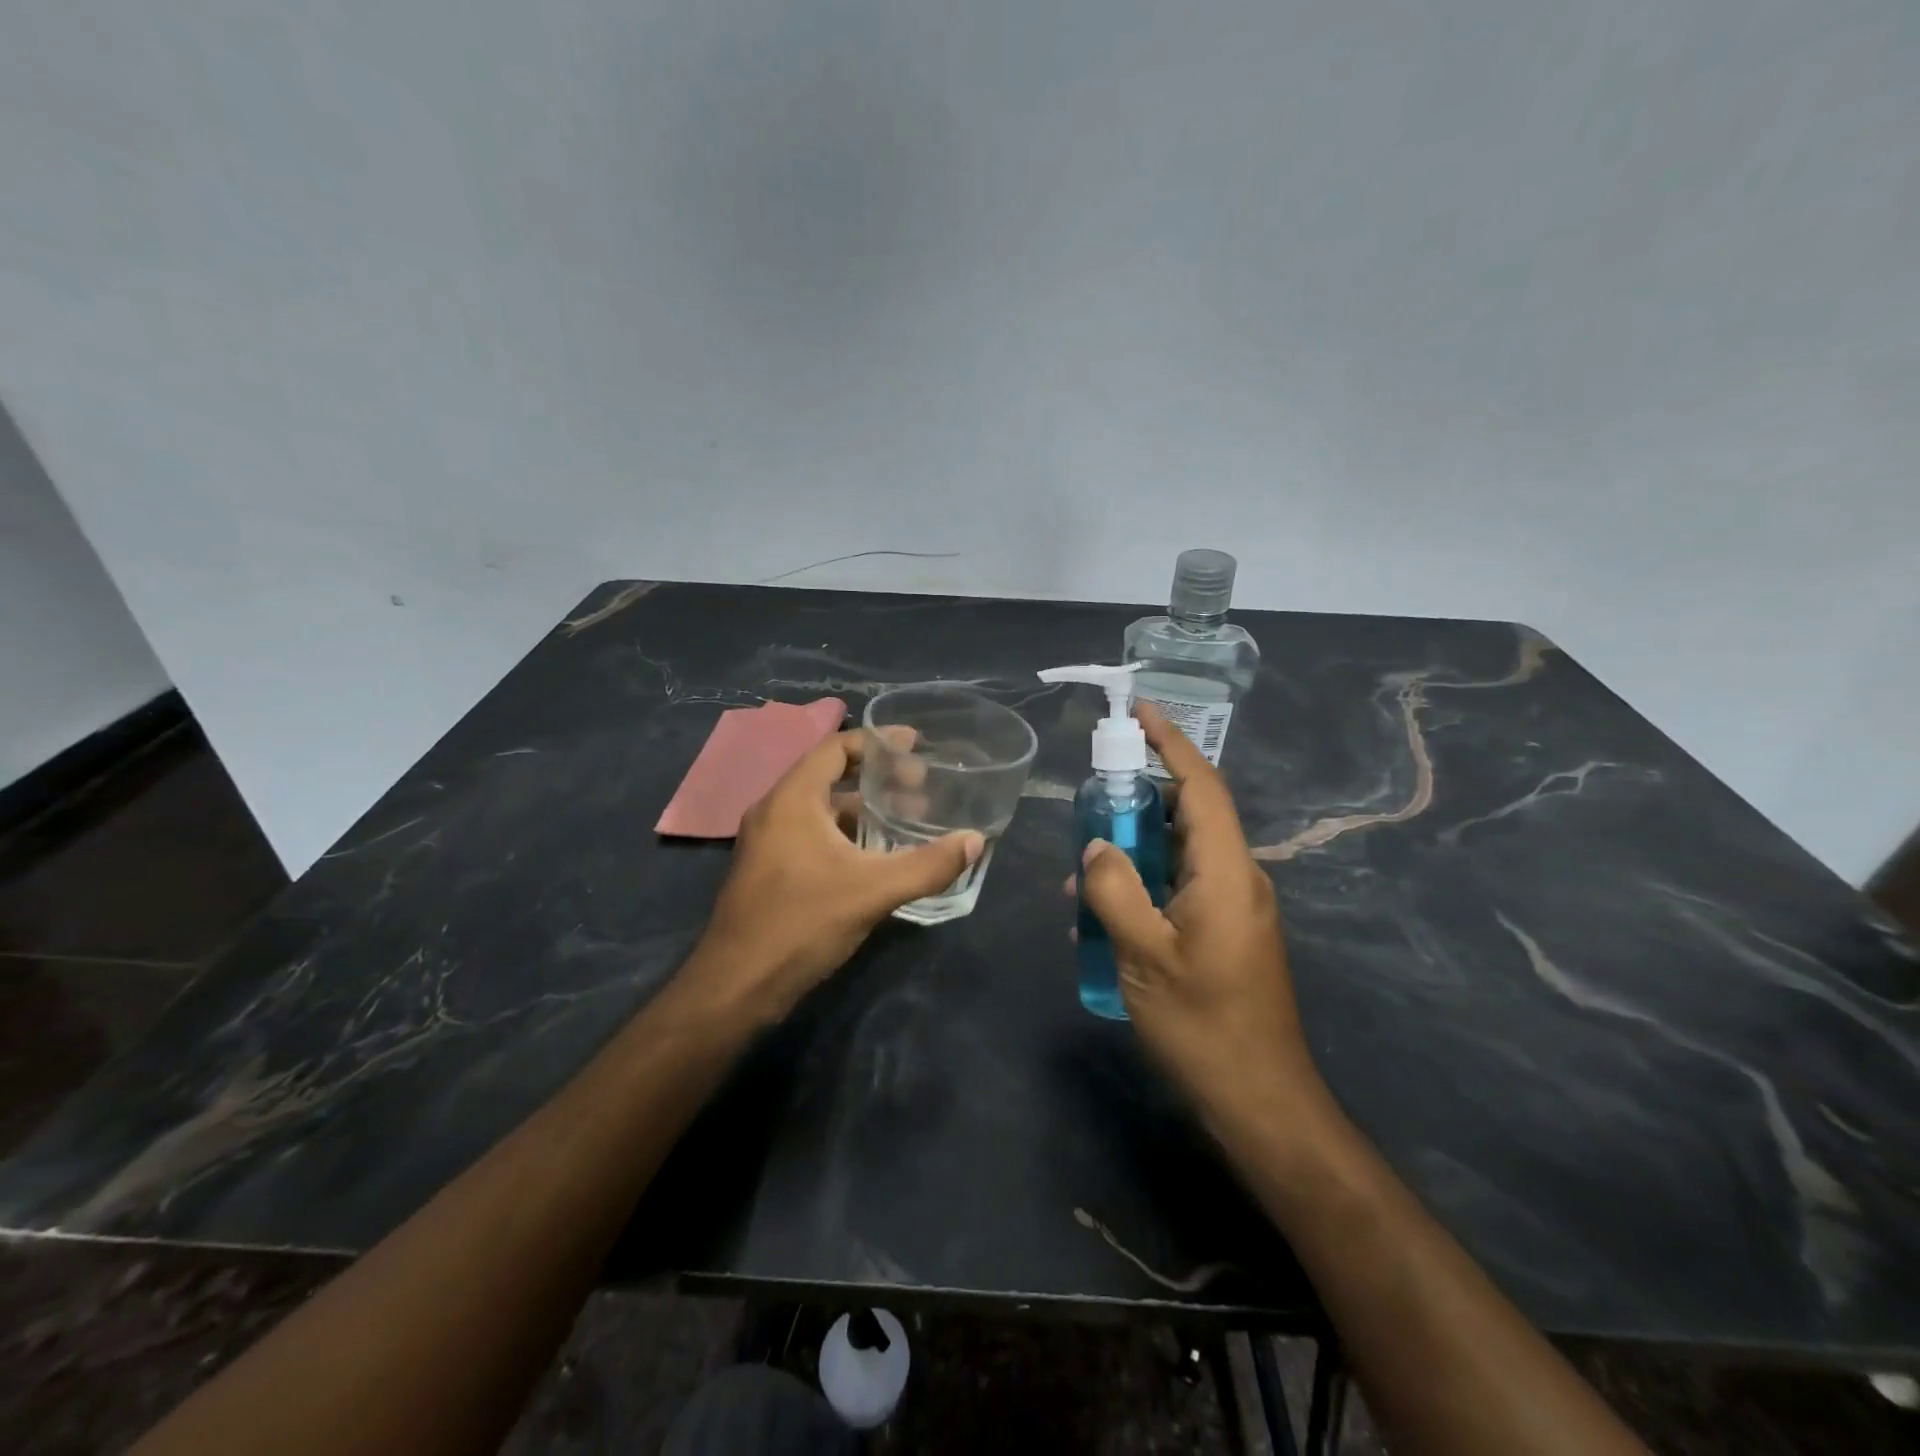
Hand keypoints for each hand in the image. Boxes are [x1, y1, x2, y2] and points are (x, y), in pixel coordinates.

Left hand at [683, 728, 983, 1024]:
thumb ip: (927, 865)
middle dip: (876, 776)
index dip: (877, 741)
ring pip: (821, 809)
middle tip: (920, 785)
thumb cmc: (801, 923)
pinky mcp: (768, 870)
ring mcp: (767, 842)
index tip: (915, 743)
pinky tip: (875, 856)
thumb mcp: (873, 891)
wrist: (737, 986)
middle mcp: (774, 811)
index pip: (835, 747)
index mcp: (792, 799)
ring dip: (861, 808)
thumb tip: (975, 841)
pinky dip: (844, 833)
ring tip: (906, 818)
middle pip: (829, 775)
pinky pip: (811, 834)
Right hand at [1070, 704, 1321, 1119]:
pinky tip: (1101, 915)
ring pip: (1179, 853)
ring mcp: (1234, 907)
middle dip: (1137, 800)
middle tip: (1088, 801)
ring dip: (1133, 850)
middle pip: (1188, 814)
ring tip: (1080, 873)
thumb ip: (1113, 890)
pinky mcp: (1225, 932)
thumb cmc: (1203, 1025)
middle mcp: (1237, 878)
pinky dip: (1143, 884)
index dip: (1171, 743)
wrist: (1261, 1101)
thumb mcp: (1143, 954)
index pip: (1200, 786)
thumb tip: (1097, 845)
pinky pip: (1180, 887)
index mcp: (1226, 872)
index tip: (1139, 711)